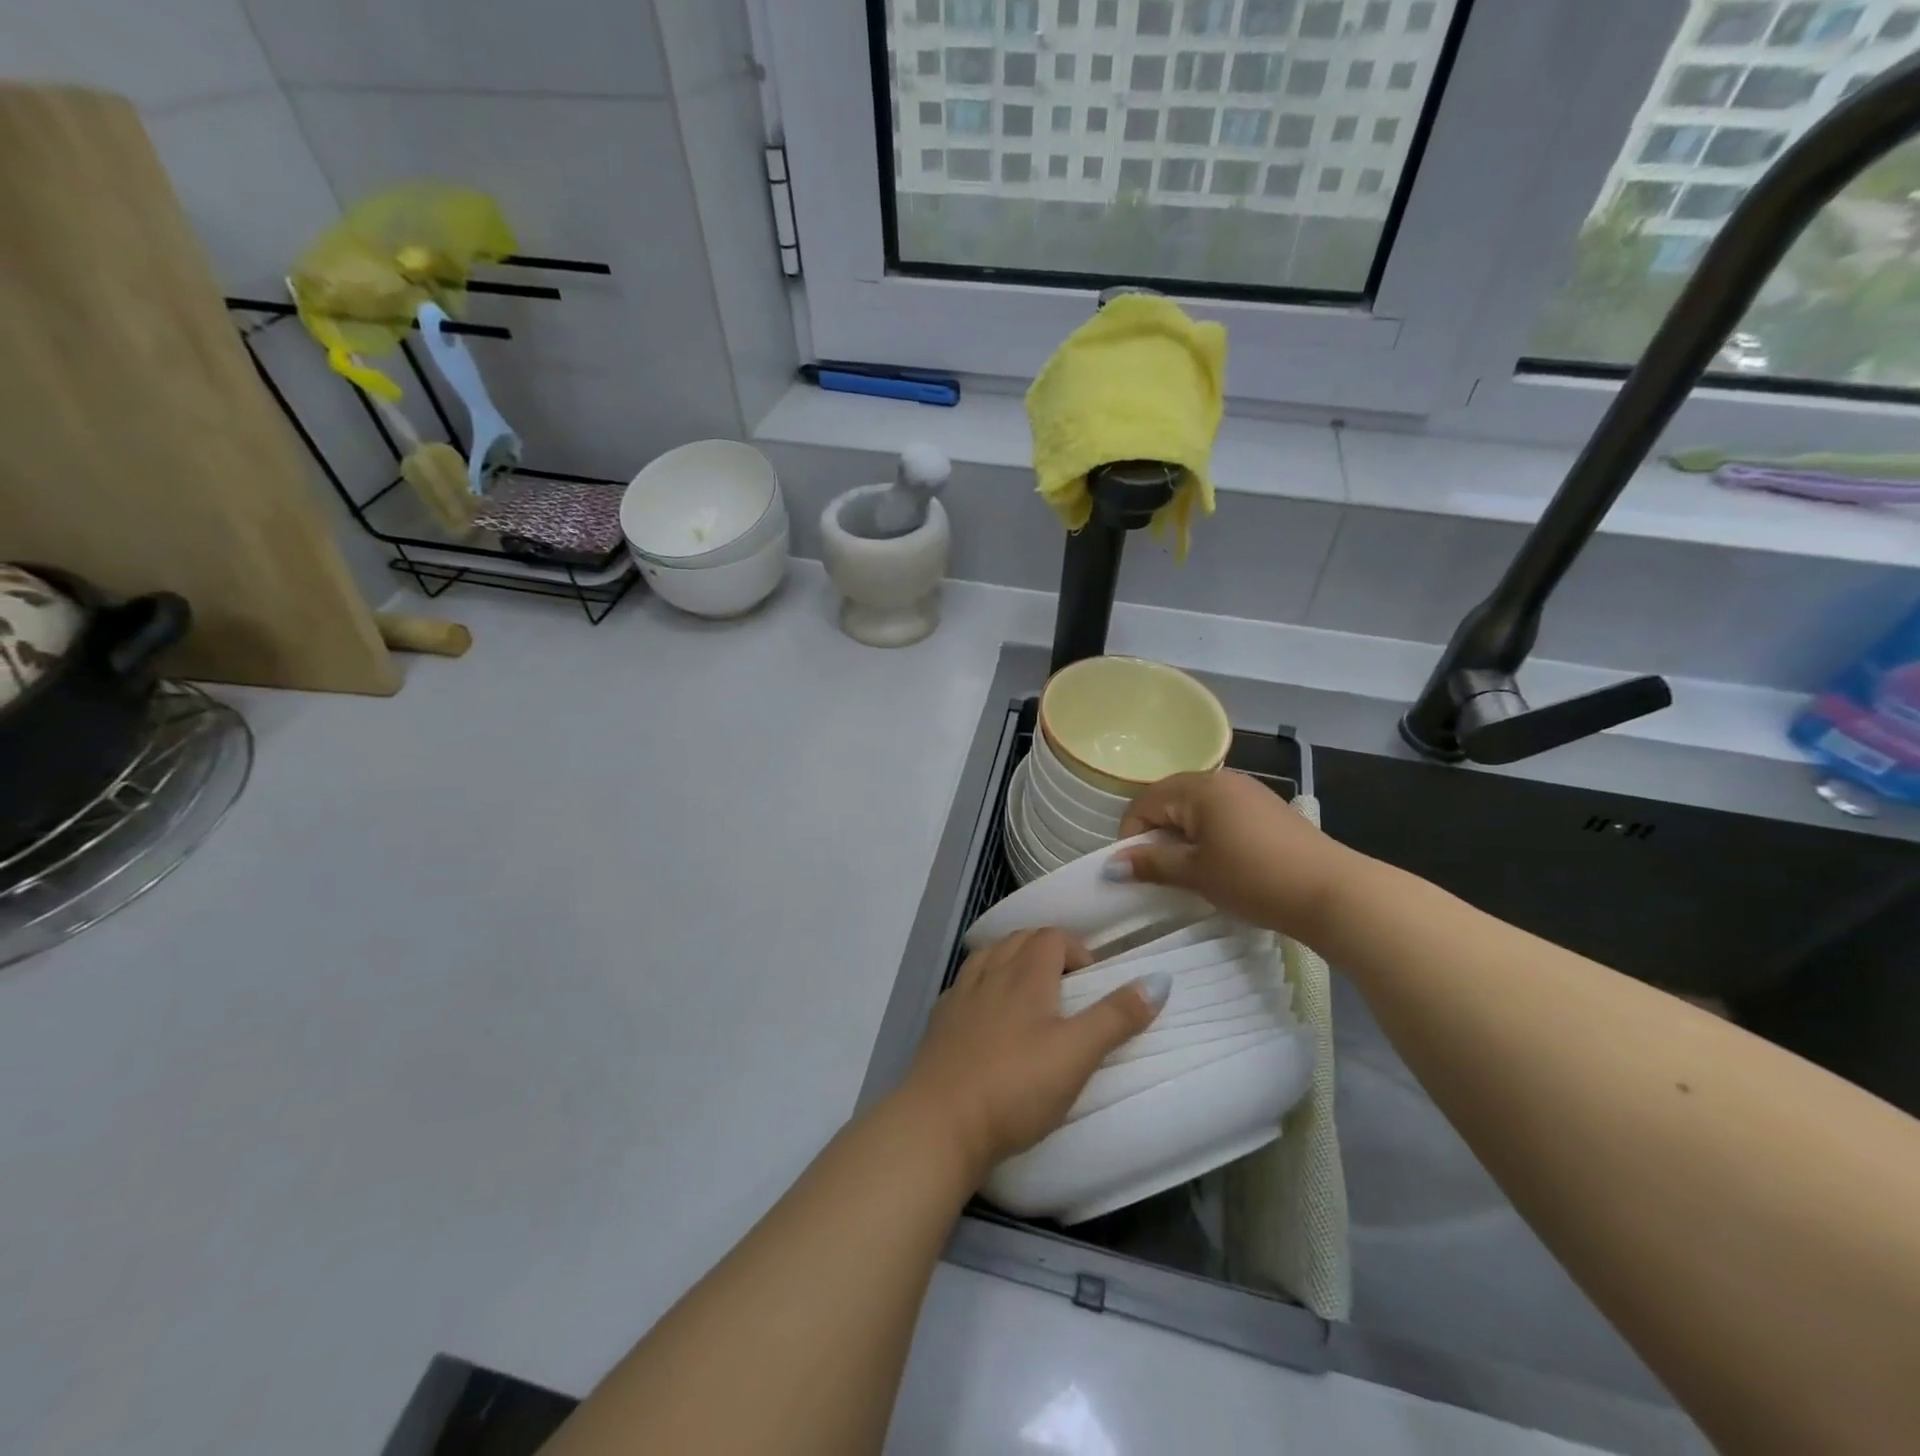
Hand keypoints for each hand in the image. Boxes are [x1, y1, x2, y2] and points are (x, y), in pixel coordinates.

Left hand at [898, 928, 1169, 1182]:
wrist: (940, 1122)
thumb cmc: (1016, 1087)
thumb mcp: (1077, 1054)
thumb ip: (1117, 1017)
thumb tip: (1159, 979)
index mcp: (1025, 975)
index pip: (1051, 936)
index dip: (1076, 948)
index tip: (1091, 982)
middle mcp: (990, 974)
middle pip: (1019, 940)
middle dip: (1047, 950)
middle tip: (1067, 987)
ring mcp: (959, 996)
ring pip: (989, 956)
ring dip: (1012, 960)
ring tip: (1029, 992)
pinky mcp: (939, 1022)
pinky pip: (964, 985)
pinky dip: (983, 985)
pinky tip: (987, 1014)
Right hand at [1116, 770, 1344, 932]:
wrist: (1332, 892)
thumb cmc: (1254, 878)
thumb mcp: (1195, 873)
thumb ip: (1151, 864)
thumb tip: (1111, 866)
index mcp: (1198, 787)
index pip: (1144, 803)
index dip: (1131, 836)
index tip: (1136, 872)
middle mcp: (1221, 780)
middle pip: (1169, 800)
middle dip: (1156, 835)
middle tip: (1161, 873)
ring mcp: (1248, 792)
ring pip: (1196, 809)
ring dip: (1183, 837)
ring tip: (1191, 872)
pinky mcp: (1267, 809)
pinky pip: (1221, 815)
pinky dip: (1209, 836)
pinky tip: (1221, 865)